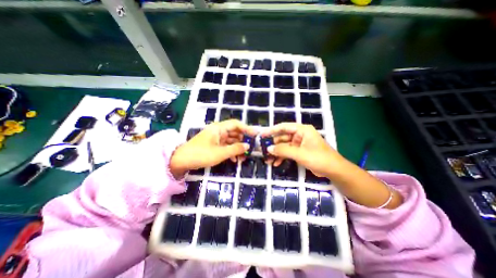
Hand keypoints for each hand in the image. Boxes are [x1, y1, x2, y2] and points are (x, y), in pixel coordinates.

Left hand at [170, 119, 256, 177]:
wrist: (181, 161)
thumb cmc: (201, 154)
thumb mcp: (220, 153)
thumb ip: (235, 149)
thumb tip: (248, 146)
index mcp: (219, 128)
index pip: (236, 124)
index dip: (247, 128)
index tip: (255, 135)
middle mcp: (218, 131)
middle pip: (235, 132)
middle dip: (243, 140)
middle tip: (251, 148)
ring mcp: (216, 138)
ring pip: (231, 140)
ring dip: (238, 147)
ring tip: (244, 157)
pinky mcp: (214, 145)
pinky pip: (226, 146)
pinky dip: (231, 151)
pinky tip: (234, 159)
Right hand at [260, 123, 345, 176]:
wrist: (334, 171)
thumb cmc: (319, 158)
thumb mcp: (300, 154)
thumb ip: (283, 150)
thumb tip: (268, 148)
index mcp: (302, 130)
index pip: (284, 127)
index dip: (272, 130)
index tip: (262, 135)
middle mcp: (300, 135)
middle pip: (282, 137)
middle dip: (273, 145)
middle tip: (263, 151)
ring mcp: (299, 144)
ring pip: (284, 146)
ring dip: (276, 153)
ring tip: (268, 160)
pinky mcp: (299, 152)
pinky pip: (288, 152)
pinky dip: (282, 157)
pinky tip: (276, 163)